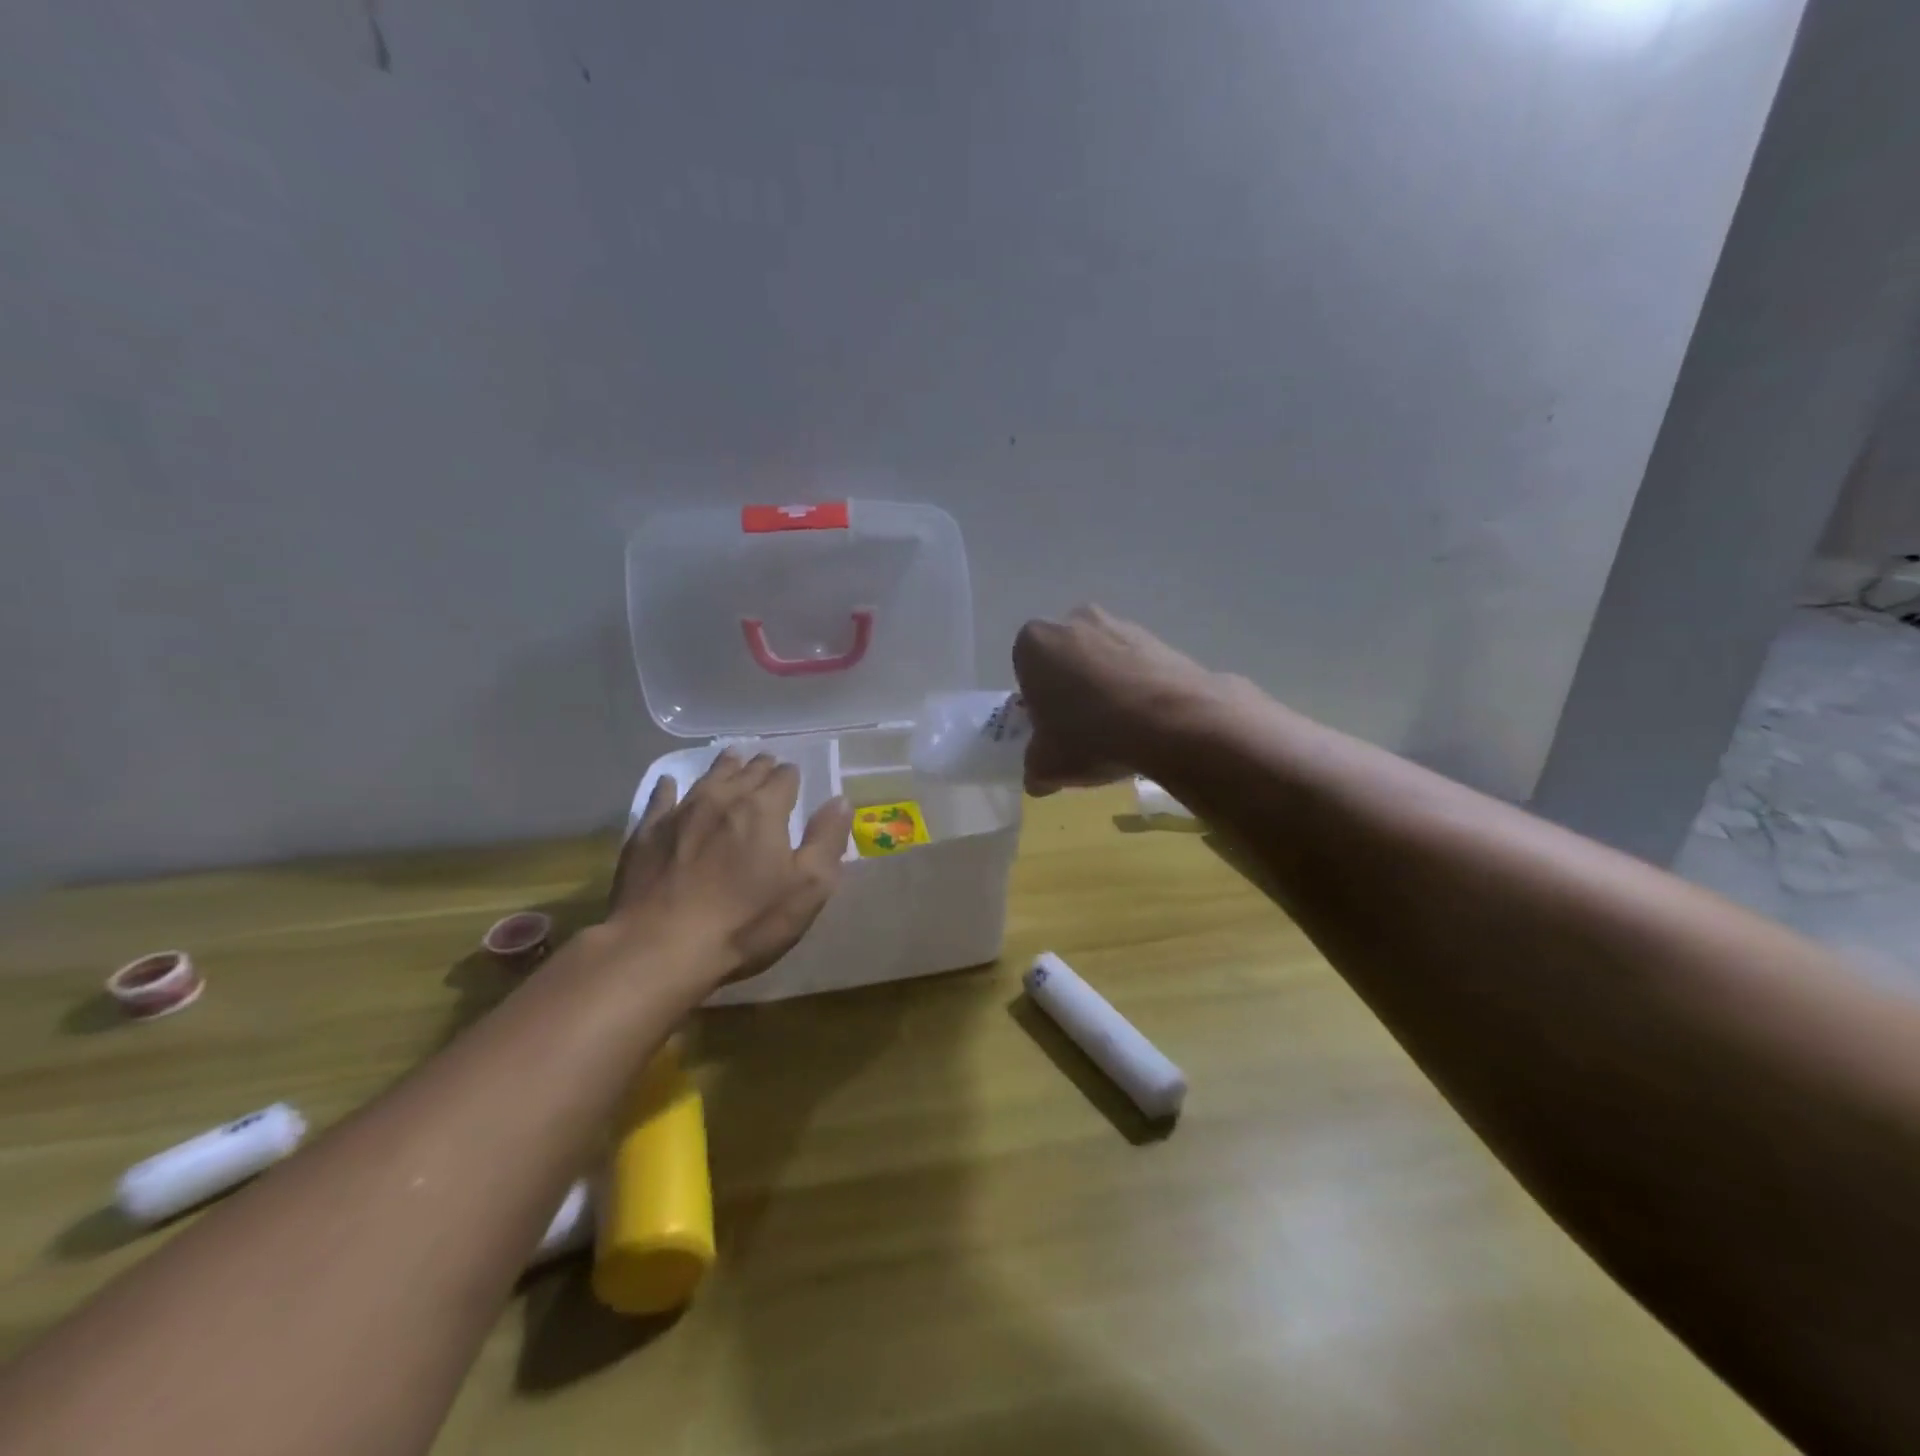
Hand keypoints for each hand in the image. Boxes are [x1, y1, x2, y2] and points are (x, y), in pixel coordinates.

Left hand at [609, 751, 852, 987]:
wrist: (660, 949)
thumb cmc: (745, 922)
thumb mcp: (807, 888)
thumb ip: (827, 840)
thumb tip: (840, 801)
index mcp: (764, 809)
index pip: (785, 778)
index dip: (792, 776)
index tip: (795, 778)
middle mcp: (722, 799)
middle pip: (746, 772)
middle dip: (761, 767)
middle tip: (767, 764)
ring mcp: (680, 813)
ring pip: (707, 778)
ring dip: (724, 767)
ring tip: (732, 757)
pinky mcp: (646, 834)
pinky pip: (660, 798)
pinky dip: (669, 787)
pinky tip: (669, 783)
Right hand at [1012, 605, 1221, 795]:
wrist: (1173, 723)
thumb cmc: (1091, 736)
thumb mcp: (1046, 766)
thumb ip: (1034, 768)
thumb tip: (1037, 779)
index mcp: (1035, 642)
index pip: (1025, 670)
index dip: (1037, 702)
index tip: (1051, 728)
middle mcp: (1075, 621)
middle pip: (1065, 659)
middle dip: (1071, 687)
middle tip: (1083, 728)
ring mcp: (1121, 625)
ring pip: (1103, 659)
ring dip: (1106, 685)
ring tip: (1120, 729)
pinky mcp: (1160, 639)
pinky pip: (1138, 666)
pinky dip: (1138, 687)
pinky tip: (1148, 721)